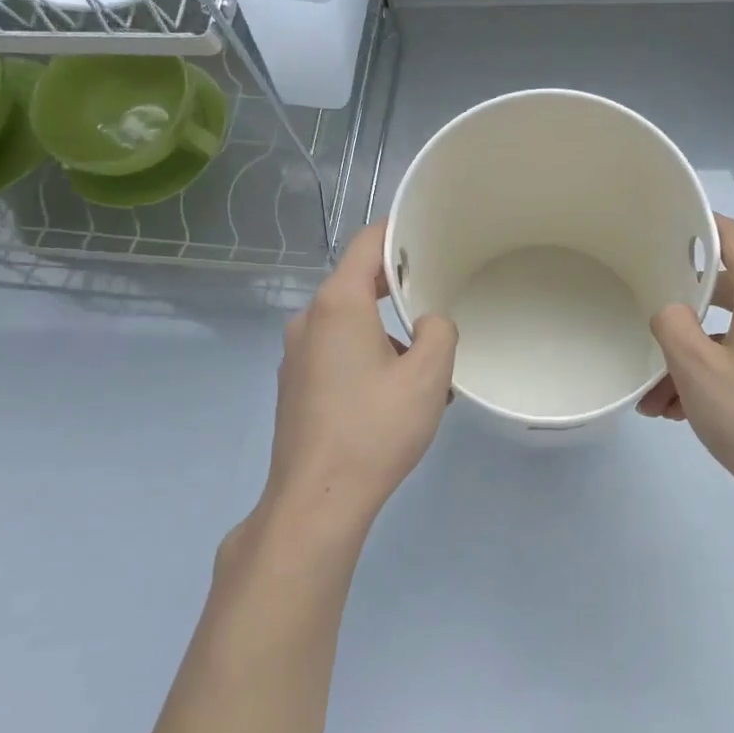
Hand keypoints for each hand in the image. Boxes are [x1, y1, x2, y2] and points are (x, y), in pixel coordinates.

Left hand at [261, 221, 457, 541]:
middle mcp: (309, 320)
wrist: (317, 499)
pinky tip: (393, 398)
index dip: (399, 233)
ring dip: (386, 335)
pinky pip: (336, 354)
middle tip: (437, 306)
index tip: (430, 236)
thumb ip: (439, 331)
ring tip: (423, 373)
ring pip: (350, 324)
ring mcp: (296, 355)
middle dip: (399, 292)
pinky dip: (366, 359)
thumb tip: (428, 324)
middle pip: (358, 285)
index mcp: (338, 304)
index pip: (367, 244)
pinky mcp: (295, 385)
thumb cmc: (375, 429)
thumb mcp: (428, 375)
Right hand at [639, 215, 733, 515]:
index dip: (698, 225)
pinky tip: (680, 410)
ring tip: (655, 398)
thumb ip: (672, 323)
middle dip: (681, 314)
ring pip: (731, 333)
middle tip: (646, 324)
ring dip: (691, 357)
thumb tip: (672, 310)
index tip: (663, 226)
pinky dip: (714, 374)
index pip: (733, 237)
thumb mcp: (695, 367)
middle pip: (726, 290)